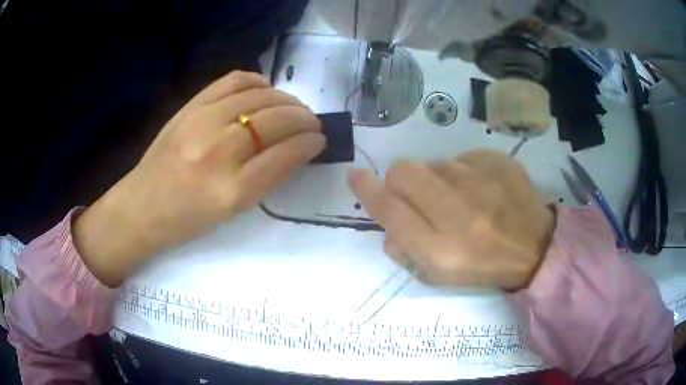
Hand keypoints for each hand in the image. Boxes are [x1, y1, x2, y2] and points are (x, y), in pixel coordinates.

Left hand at [74, 71, 325, 285]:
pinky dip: (257, 81)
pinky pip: (233, 81)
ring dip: (286, 100)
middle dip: (304, 119)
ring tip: (293, 107)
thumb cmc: (187, 219)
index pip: (284, 155)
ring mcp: (201, 123)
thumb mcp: (232, 211)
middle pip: (275, 122)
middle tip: (312, 123)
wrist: (142, 206)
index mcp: (231, 191)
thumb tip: (297, 148)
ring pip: (259, 97)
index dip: (309, 143)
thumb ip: (266, 178)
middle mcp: (218, 152)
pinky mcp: (190, 107)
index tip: (320, 139)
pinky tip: (265, 89)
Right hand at [348, 149, 554, 290]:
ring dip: (437, 179)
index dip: (366, 190)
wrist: (534, 248)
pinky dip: (464, 171)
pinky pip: (462, 157)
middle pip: (404, 173)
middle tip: (418, 195)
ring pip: (434, 163)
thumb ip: (404, 249)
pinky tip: (481, 189)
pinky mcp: (499, 163)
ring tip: (460, 198)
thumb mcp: (438, 276)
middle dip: (400, 181)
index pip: (390, 211)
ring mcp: (483, 183)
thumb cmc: (483, 267)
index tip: (356, 176)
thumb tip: (386, 220)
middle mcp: (460, 215)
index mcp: (441, 251)